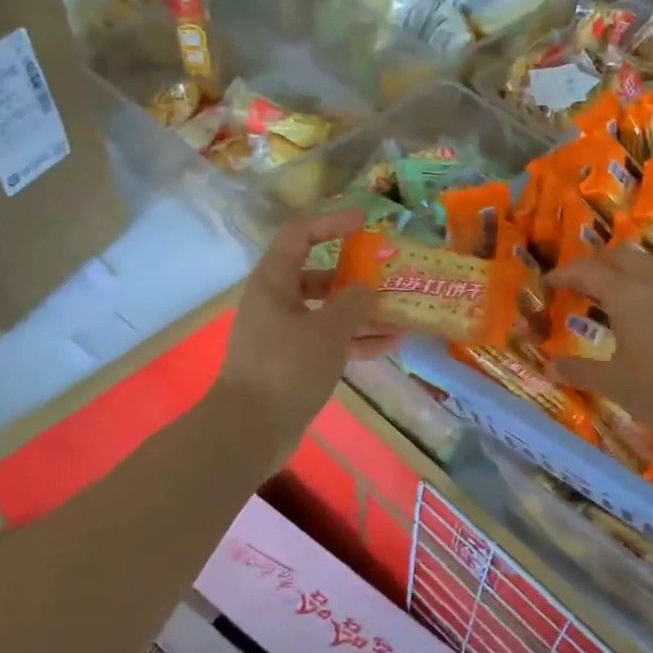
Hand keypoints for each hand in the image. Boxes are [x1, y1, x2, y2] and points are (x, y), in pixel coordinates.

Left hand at [211, 208, 389, 447]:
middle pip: (318, 275)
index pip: (300, 234)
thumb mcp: (328, 331)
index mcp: (274, 282)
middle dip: (356, 276)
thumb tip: (367, 289)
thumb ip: (353, 303)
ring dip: (363, 312)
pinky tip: (389, 344)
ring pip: (328, 312)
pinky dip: (354, 340)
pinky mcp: (293, 362)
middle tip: (390, 276)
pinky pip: (328, 340)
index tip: (365, 222)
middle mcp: (276, 302)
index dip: (332, 222)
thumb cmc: (286, 368)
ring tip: (402, 314)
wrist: (250, 430)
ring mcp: (284, 334)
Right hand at [549, 247, 652, 452]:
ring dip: (624, 268)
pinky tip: (646, 309)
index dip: (565, 274)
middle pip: (620, 255)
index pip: (588, 272)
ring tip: (612, 289)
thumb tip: (549, 366)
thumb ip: (579, 370)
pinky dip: (646, 282)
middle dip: (595, 263)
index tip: (548, 281)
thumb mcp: (613, 383)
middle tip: (579, 282)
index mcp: (626, 295)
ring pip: (647, 263)